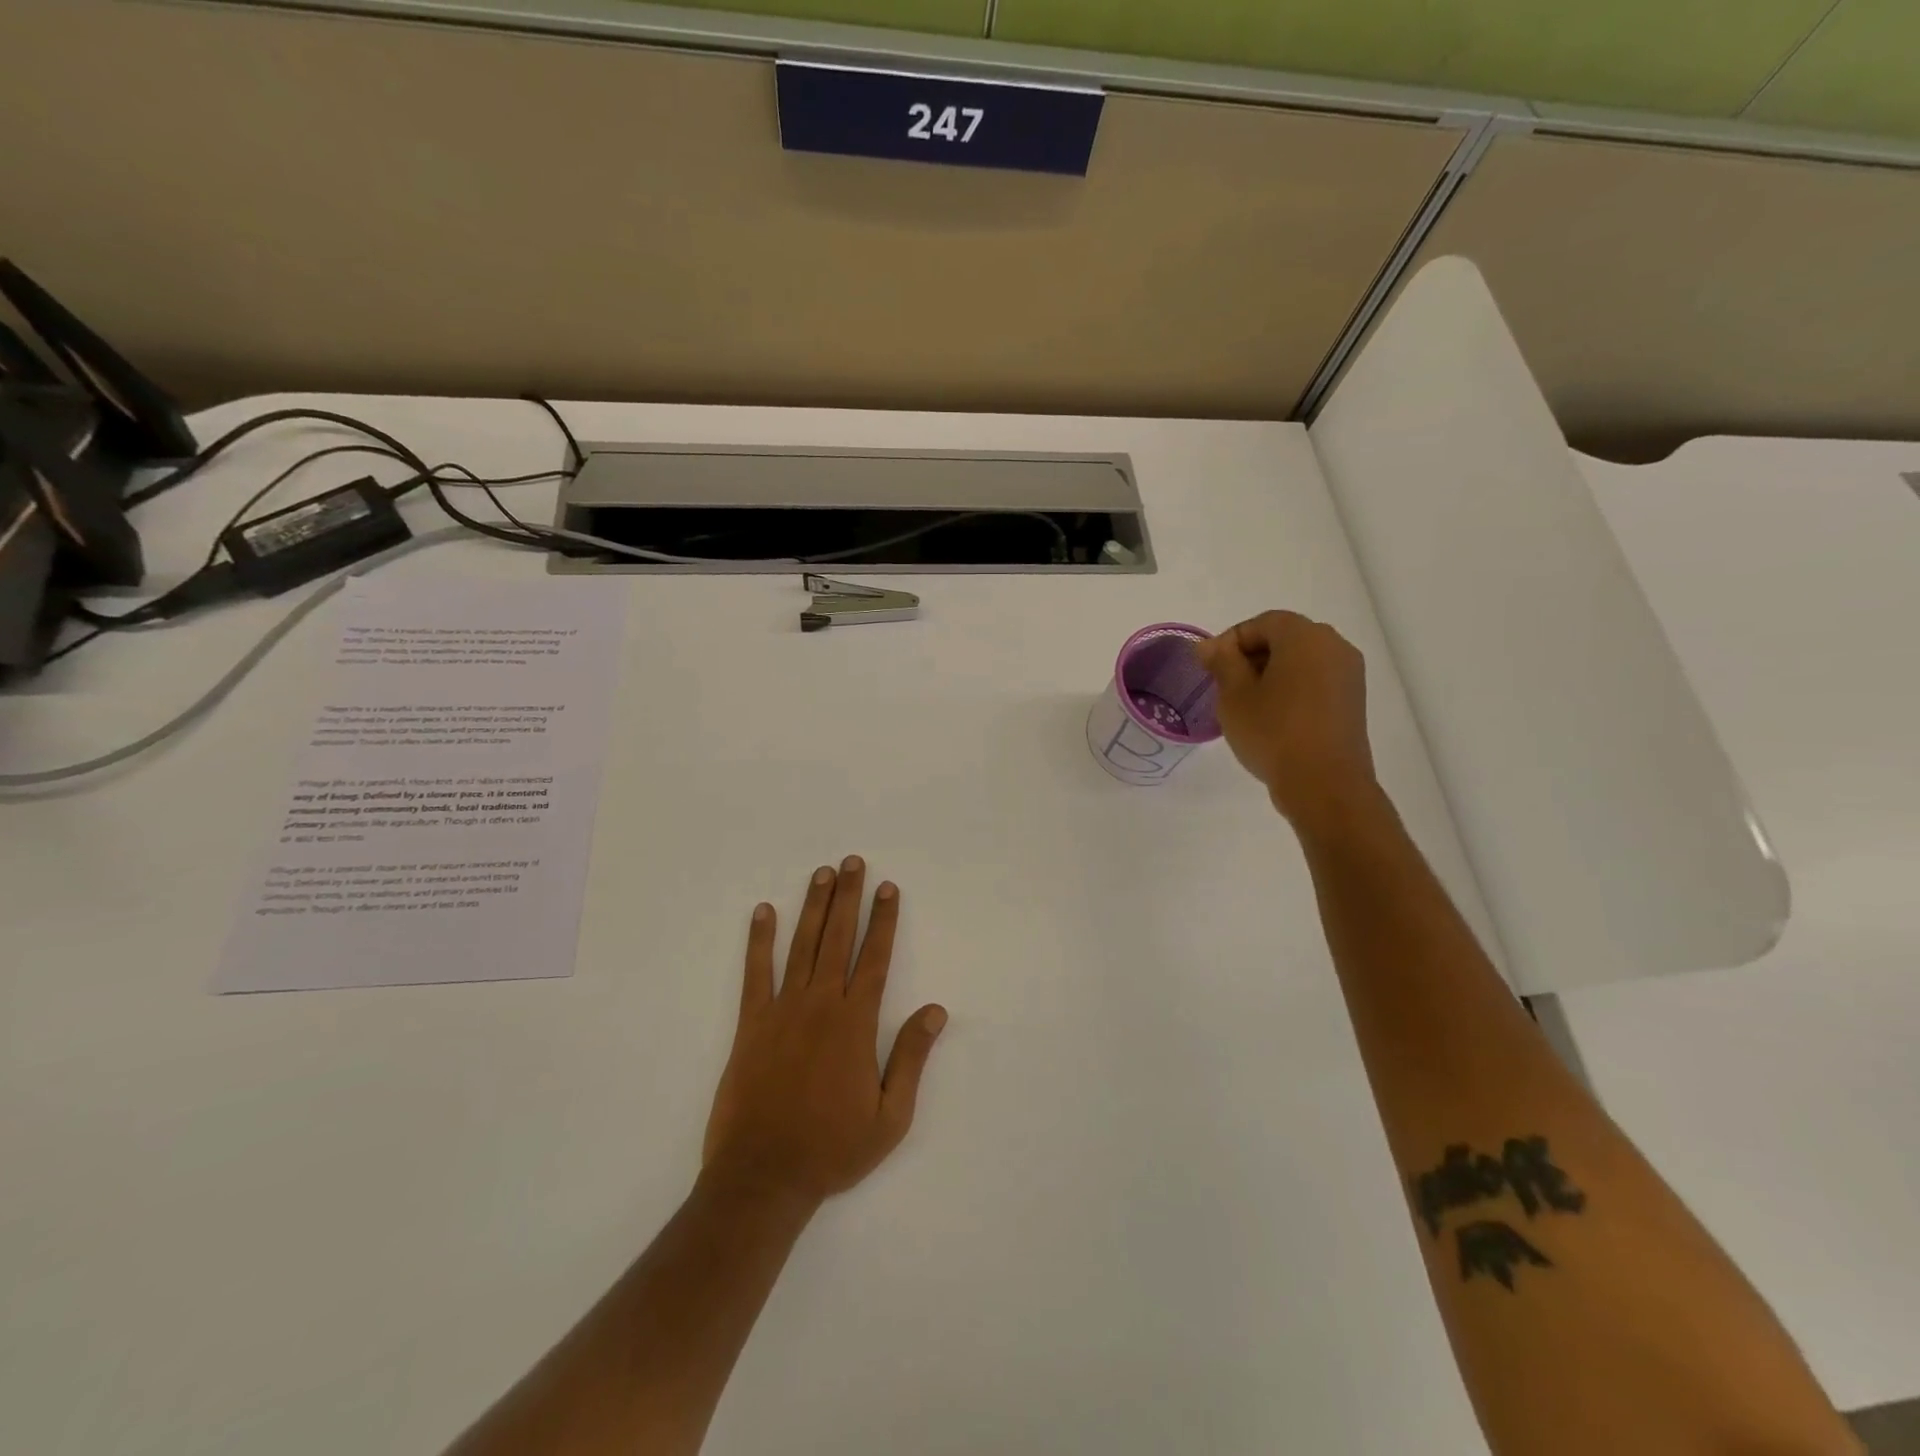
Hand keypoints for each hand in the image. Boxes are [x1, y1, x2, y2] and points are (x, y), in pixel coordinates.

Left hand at [702, 857, 947, 1207]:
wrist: (763, 1177)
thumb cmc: (832, 1149)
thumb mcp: (890, 1116)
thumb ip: (911, 1058)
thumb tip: (936, 1011)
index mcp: (856, 1023)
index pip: (875, 958)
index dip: (884, 920)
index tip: (888, 888)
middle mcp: (821, 1005)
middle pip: (838, 938)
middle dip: (848, 897)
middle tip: (852, 862)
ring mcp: (782, 1010)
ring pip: (802, 945)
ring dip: (813, 906)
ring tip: (821, 873)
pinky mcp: (751, 1024)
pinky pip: (755, 973)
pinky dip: (759, 940)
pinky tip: (763, 912)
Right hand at [1196, 611, 1379, 829]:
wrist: (1324, 784)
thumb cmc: (1272, 731)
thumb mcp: (1234, 695)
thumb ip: (1222, 662)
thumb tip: (1210, 646)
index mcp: (1305, 636)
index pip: (1262, 622)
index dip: (1231, 641)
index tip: (1209, 668)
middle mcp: (1334, 646)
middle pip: (1285, 638)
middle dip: (1251, 656)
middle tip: (1224, 685)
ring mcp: (1349, 674)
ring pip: (1301, 661)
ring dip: (1271, 674)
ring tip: (1246, 704)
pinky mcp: (1353, 701)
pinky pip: (1316, 681)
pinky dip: (1292, 689)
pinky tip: (1272, 717)